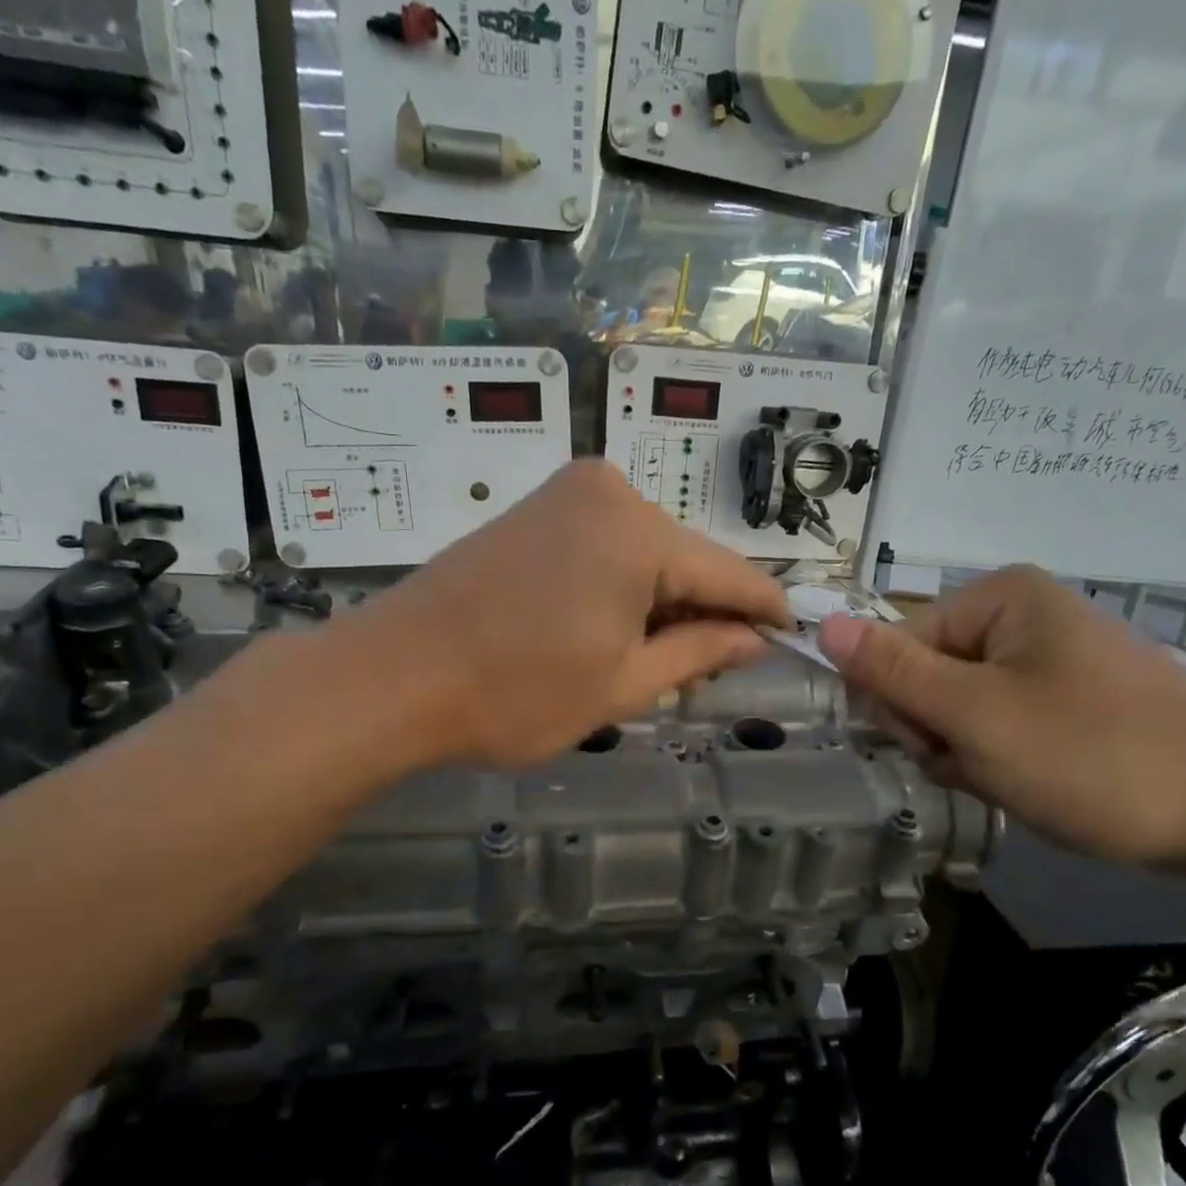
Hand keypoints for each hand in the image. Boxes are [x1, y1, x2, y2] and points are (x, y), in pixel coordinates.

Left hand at [367, 459, 790, 766]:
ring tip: (656, 661)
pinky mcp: (536, 511)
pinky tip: (614, 630)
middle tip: (712, 672)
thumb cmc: (514, 693)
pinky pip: (606, 545)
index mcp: (637, 531)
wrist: (392, 677)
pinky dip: (624, 586)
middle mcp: (608, 492)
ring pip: (647, 553)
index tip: (794, 635)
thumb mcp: (623, 684)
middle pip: (686, 560)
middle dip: (706, 613)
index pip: (729, 573)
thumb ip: (699, 652)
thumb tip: (754, 637)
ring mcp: (565, 495)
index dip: (765, 610)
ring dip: (663, 603)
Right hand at [816, 568, 1185, 871]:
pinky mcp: (1076, 701)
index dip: (903, 705)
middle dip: (942, 732)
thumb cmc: (1097, 755)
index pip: (899, 646)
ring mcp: (1054, 660)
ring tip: (1019, 781)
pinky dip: (1006, 760)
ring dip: (971, 753)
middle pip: (931, 677)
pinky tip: (1038, 784)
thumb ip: (894, 672)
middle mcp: (1025, 616)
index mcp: (1001, 599)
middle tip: (986, 766)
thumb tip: (823, 624)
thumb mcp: (977, 716)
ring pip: (964, 710)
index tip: (939, 747)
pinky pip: (1005, 725)